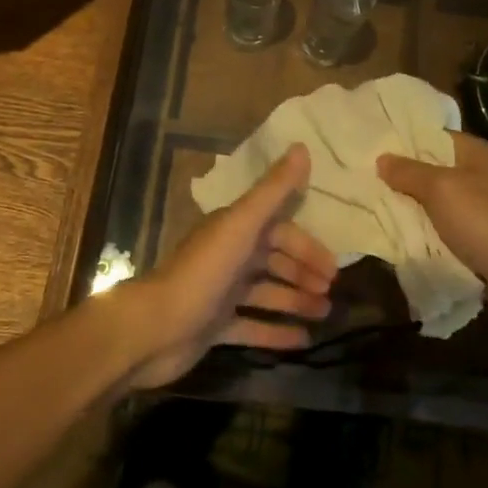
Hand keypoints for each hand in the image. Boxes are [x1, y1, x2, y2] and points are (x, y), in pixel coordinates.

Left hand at [112, 144, 337, 389]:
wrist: (154, 329)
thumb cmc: (203, 273)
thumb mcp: (242, 225)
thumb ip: (273, 190)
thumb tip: (302, 146)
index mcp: (234, 230)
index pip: (279, 231)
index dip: (306, 246)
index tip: (333, 267)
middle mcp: (229, 257)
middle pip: (274, 261)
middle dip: (303, 273)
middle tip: (332, 293)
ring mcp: (221, 293)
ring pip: (266, 293)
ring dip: (295, 301)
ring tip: (325, 315)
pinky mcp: (215, 327)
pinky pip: (252, 326)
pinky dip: (276, 332)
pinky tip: (303, 340)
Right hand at [378, 132, 487, 331]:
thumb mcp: (443, 190)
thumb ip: (409, 172)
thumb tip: (382, 158)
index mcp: (474, 153)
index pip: (430, 135)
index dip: (400, 140)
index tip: (365, 146)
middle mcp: (478, 176)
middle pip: (429, 170)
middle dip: (398, 177)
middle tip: (358, 179)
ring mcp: (479, 210)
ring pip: (433, 204)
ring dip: (408, 209)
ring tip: (367, 207)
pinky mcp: (478, 241)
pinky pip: (442, 231)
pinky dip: (423, 234)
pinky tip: (394, 236)